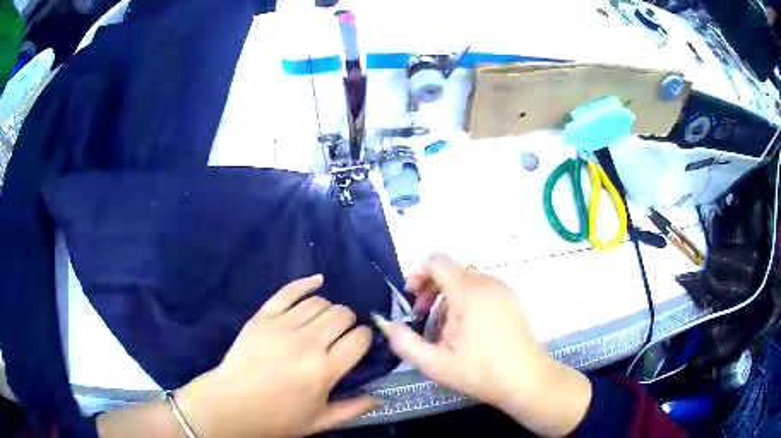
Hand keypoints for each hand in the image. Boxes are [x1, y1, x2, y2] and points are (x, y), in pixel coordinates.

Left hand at [177, 275, 376, 437]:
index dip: (364, 338)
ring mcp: (282, 325)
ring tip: (324, 323)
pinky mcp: (263, 316)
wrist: (232, 404)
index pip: (359, 338)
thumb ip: (353, 410)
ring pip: (319, 302)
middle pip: (342, 314)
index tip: (359, 345)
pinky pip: (289, 291)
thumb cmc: (278, 417)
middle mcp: (307, 342)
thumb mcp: (320, 421)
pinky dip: (306, 283)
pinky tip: (317, 282)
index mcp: (325, 369)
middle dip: (349, 322)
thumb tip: (380, 399)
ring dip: (329, 310)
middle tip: (341, 336)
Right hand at [375, 256, 591, 436]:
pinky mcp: (511, 299)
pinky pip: (481, 289)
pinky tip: (467, 329)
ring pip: (466, 280)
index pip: (437, 262)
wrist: (526, 380)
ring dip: (448, 297)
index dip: (418, 274)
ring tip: (445, 330)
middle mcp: (487, 283)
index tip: (411, 299)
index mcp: (468, 293)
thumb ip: (405, 343)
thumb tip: (386, 324)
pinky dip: (466, 300)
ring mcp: (502, 290)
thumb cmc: (481, 373)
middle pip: (450, 271)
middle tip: (423, 317)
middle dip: (431, 289)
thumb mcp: (436, 364)